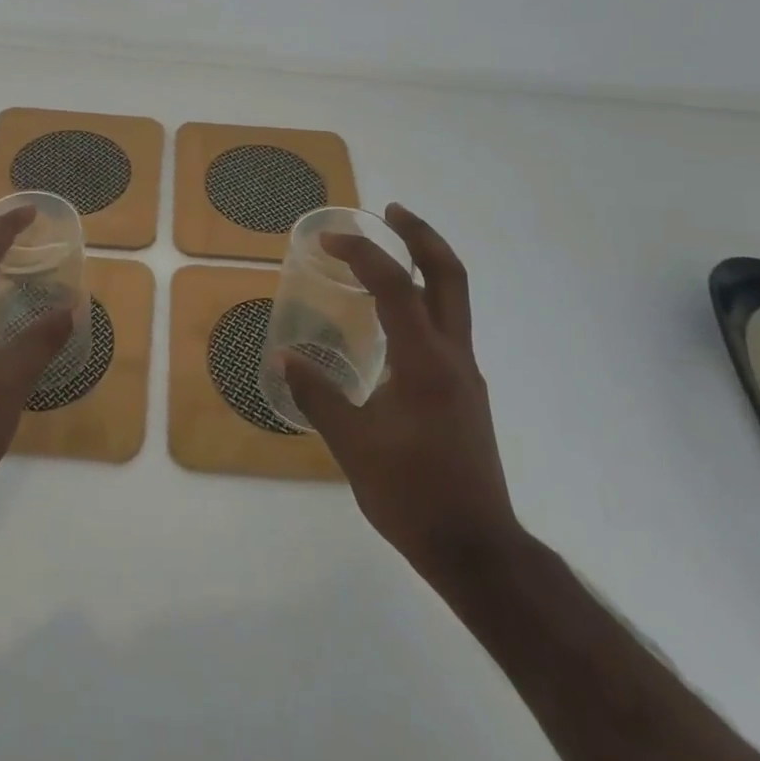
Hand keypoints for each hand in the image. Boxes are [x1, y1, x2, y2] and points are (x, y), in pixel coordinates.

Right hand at [285, 203, 521, 576]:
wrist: (477, 550)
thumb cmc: (413, 496)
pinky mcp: (464, 391)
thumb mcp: (354, 446)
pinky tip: (392, 316)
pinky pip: (445, 326)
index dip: (362, 254)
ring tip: (388, 250)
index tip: (329, 240)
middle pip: (450, 276)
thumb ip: (318, 396)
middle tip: (390, 210)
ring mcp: (464, 374)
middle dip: (421, 236)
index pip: (396, 287)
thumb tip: (282, 359)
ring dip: (425, 264)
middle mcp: (453, 356)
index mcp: (426, 362)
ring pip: (453, 299)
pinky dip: (422, 300)